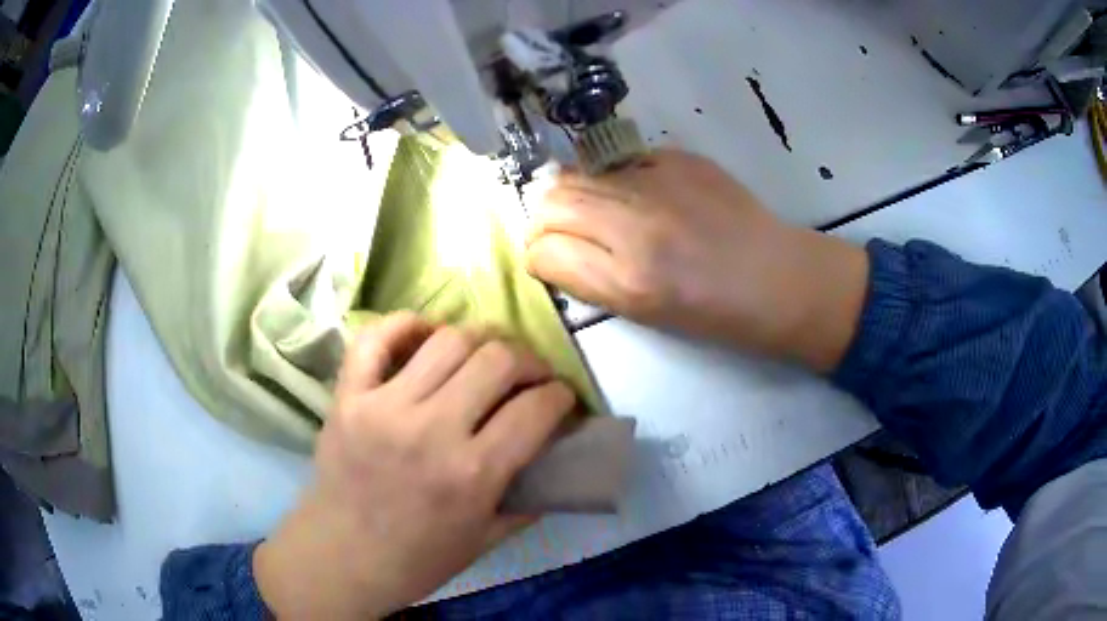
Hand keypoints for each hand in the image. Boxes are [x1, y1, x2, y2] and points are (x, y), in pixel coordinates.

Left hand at [253, 313, 575, 618]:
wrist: (341, 558)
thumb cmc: (416, 560)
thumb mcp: (485, 540)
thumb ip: (528, 500)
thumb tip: (556, 461)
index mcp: (472, 474)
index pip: (536, 409)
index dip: (561, 395)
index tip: (562, 397)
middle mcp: (431, 429)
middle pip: (497, 359)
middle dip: (529, 359)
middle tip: (530, 374)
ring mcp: (383, 406)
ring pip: (447, 339)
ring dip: (480, 339)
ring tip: (485, 355)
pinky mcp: (347, 396)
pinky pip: (375, 338)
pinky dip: (405, 325)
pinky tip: (425, 335)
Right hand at [525, 149, 868, 370]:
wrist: (777, 276)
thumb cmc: (714, 313)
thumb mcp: (643, 314)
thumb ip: (589, 279)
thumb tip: (551, 251)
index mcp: (629, 279)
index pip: (543, 250)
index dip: (537, 255)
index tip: (548, 260)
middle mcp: (636, 224)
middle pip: (552, 201)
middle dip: (543, 220)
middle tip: (562, 234)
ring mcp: (659, 182)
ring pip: (578, 173)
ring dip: (573, 194)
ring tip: (594, 213)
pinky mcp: (679, 158)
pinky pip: (619, 161)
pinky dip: (612, 178)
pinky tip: (634, 195)